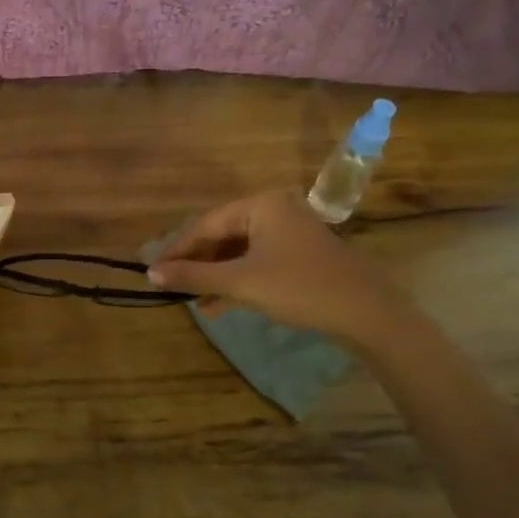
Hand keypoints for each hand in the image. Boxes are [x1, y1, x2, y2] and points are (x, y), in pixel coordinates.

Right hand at [147, 190, 416, 349]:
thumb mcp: (240, 283)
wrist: (367, 312)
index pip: (205, 224)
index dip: (177, 250)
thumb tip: (151, 274)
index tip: (153, 272)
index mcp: (259, 205)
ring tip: (194, 302)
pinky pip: (257, 261)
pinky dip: (238, 280)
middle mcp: (273, 209)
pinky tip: (220, 305)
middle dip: (197, 264)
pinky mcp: (300, 254)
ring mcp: (289, 231)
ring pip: (239, 251)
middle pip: (222, 235)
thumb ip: (194, 276)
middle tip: (172, 287)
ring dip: (216, 276)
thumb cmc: (299, 287)